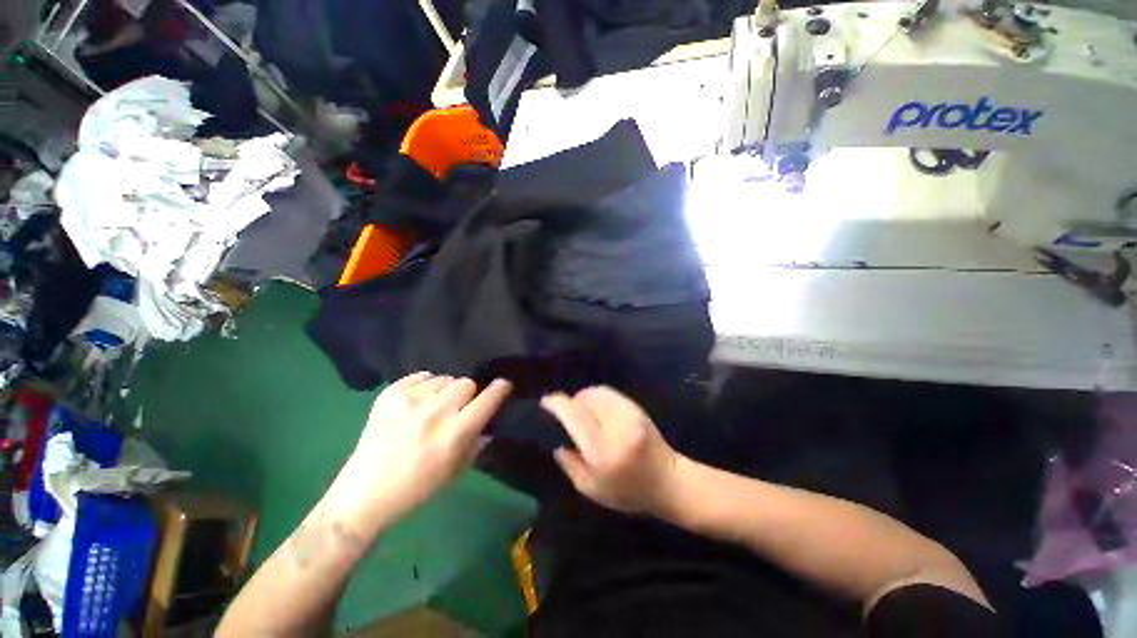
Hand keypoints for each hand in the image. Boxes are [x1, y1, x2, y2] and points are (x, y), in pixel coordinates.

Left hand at [328, 373, 511, 529]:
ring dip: (445, 391)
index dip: (499, 389)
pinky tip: (417, 404)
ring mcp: (410, 400)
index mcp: (454, 434)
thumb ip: (477, 441)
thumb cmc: (417, 488)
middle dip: (468, 394)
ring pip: (445, 378)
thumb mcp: (456, 471)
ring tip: (434, 407)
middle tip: (458, 408)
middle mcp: (435, 412)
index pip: (487, 399)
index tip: (504, 385)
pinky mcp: (389, 394)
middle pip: (466, 383)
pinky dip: (425, 386)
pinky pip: (421, 376)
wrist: (365, 494)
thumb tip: (489, 421)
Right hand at [541, 387, 680, 513]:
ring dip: (583, 397)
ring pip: (596, 392)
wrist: (669, 481)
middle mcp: (616, 427)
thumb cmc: (629, 493)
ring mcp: (629, 414)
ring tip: (581, 410)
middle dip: (570, 401)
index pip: (574, 416)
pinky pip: (609, 393)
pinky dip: (597, 396)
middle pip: (584, 399)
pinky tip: (596, 409)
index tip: (545, 402)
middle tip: (565, 413)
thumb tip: (555, 439)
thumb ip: (569, 464)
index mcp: (603, 451)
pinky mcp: (637, 408)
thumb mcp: (591, 489)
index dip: (557, 404)